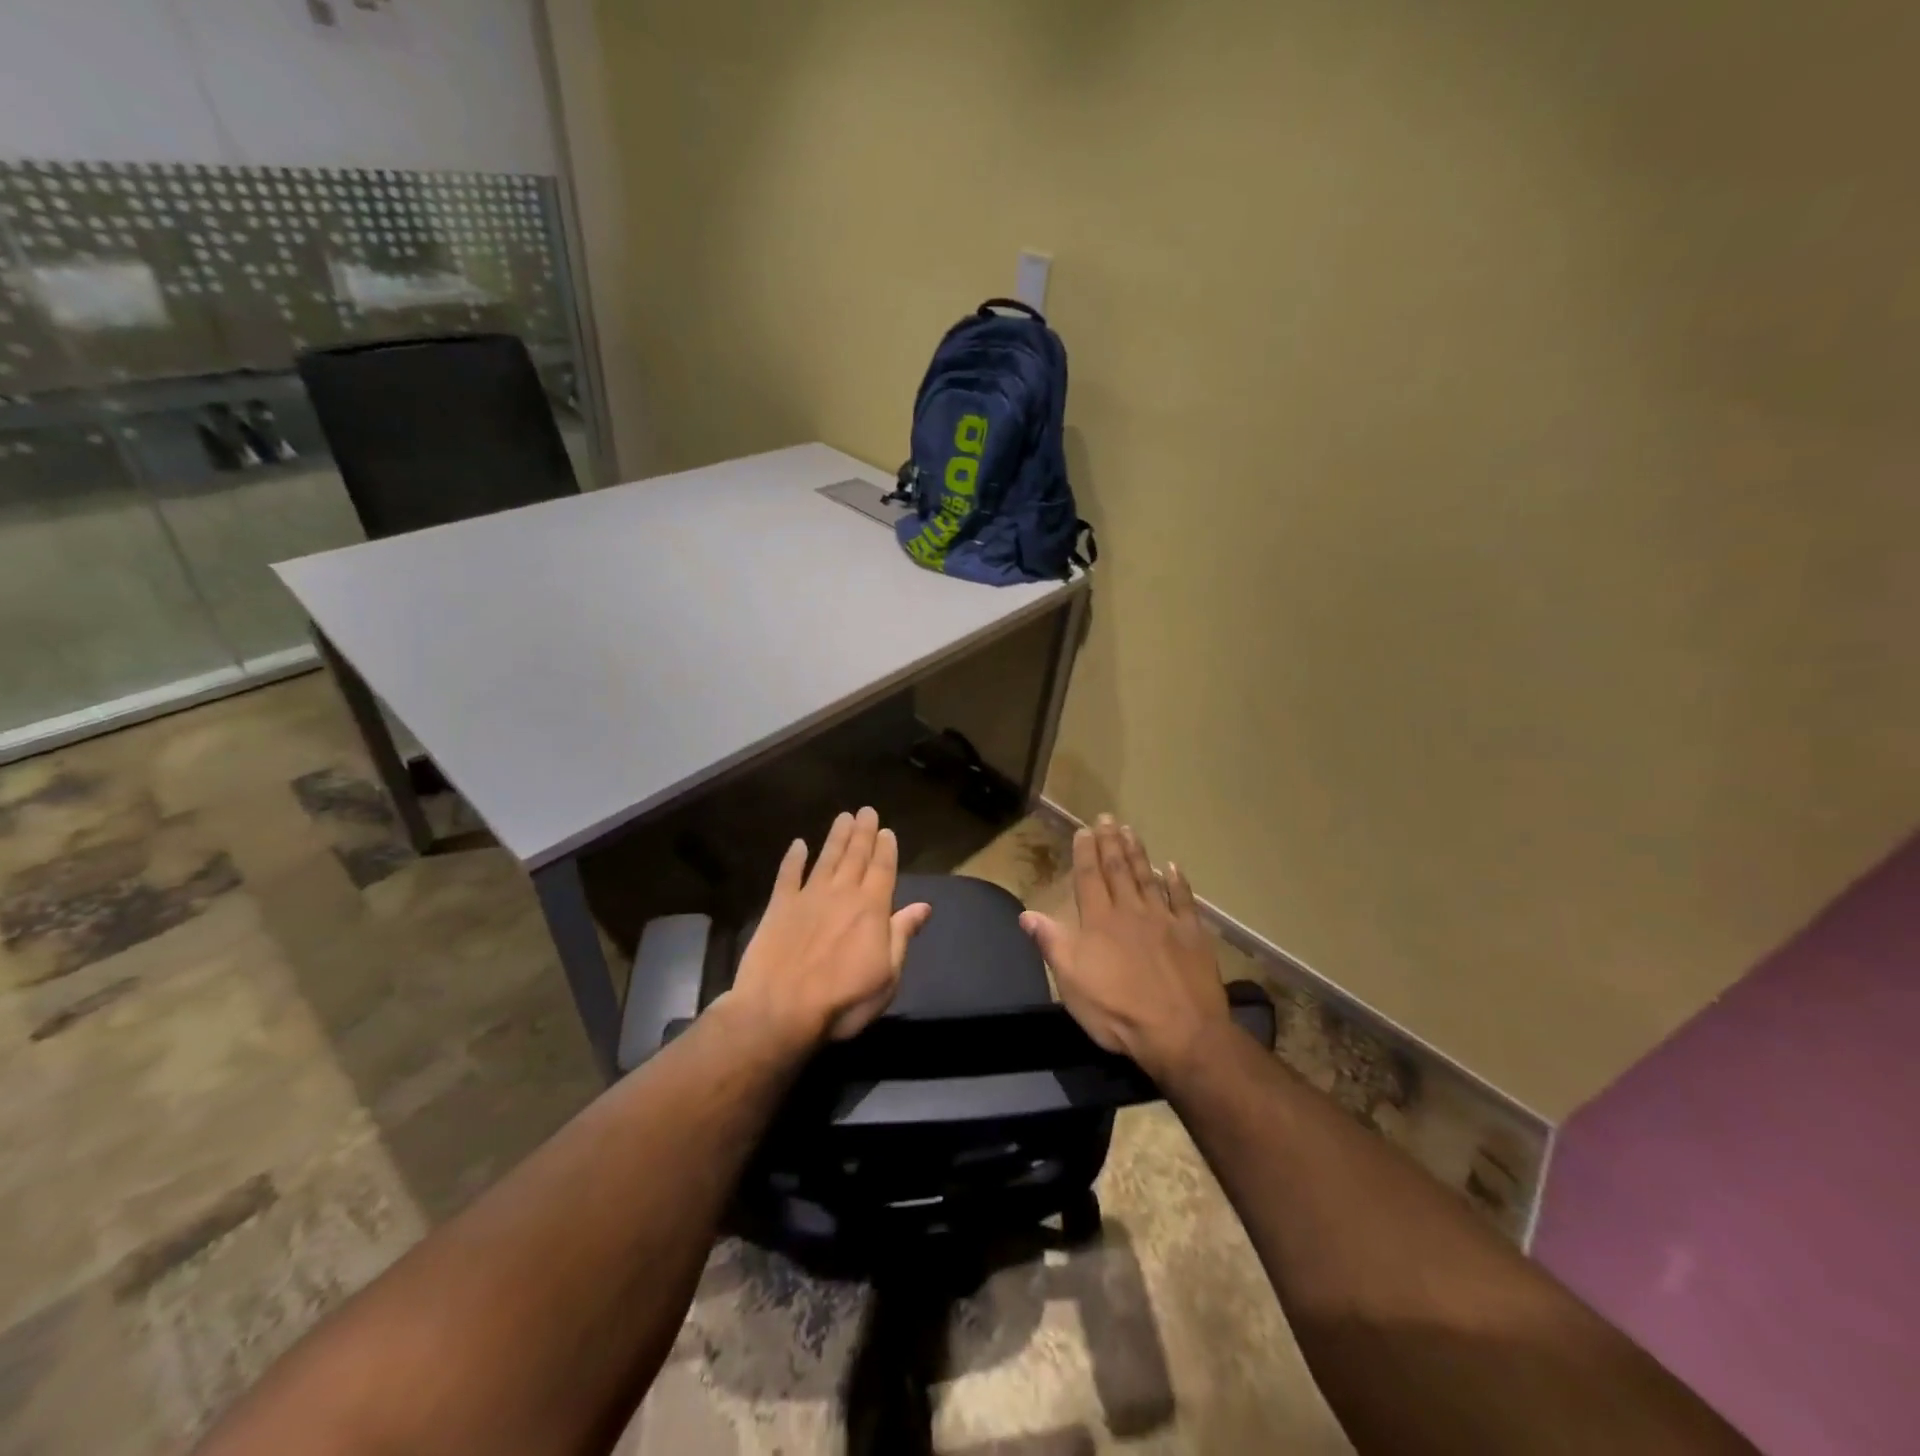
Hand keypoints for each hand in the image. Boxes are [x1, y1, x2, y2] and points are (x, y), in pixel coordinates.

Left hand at [725, 807, 932, 1051]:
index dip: (886, 848)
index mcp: (871, 908)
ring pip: (826, 858)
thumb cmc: (843, 1000)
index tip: (887, 830)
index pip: (883, 869)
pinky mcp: (778, 907)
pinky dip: (793, 858)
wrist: (779, 1011)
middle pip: (855, 856)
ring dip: (836, 837)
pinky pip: (787, 875)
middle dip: (863, 832)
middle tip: (867, 810)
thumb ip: (902, 935)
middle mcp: (841, 894)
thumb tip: (924, 906)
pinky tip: (798, 844)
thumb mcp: (887, 976)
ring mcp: (808, 897)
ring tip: (843, 817)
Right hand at [1020, 815, 1228, 1085]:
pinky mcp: (1192, 934)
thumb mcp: (1072, 982)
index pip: (1089, 878)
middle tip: (1107, 818)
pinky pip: (1184, 900)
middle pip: (1118, 870)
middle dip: (1110, 843)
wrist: (1181, 1032)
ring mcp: (1164, 920)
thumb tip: (1027, 913)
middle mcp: (1130, 911)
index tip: (1084, 830)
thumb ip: (1052, 944)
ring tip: (1130, 831)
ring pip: (1147, 878)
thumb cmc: (1117, 1011)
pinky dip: (1178, 882)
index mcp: (1099, 921)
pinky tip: (1173, 867)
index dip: (1085, 853)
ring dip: (1138, 853)